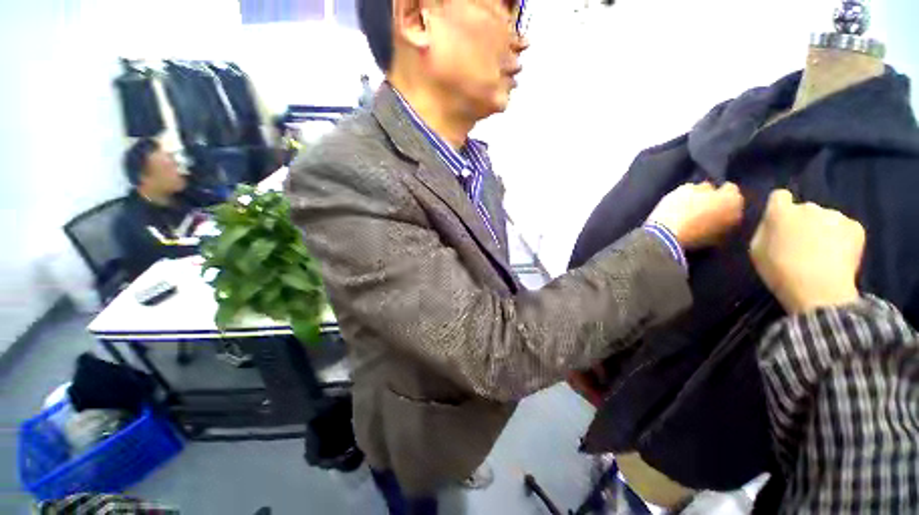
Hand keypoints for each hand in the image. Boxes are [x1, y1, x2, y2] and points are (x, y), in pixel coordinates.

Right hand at [647, 182, 744, 248]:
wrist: (666, 237)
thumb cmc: (678, 208)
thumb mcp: (686, 190)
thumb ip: (701, 188)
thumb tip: (708, 189)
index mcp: (733, 199)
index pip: (730, 188)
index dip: (716, 188)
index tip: (704, 190)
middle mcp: (736, 216)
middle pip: (729, 205)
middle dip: (719, 203)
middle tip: (702, 203)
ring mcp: (726, 232)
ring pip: (722, 219)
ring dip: (713, 216)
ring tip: (696, 215)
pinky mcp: (713, 244)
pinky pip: (713, 231)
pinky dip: (706, 228)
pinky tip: (693, 226)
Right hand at [750, 190, 863, 313]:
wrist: (819, 290)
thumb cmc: (779, 271)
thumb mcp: (757, 250)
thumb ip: (765, 230)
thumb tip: (773, 222)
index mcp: (781, 212)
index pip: (778, 196)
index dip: (779, 207)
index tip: (779, 221)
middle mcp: (809, 206)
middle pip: (805, 209)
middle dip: (803, 221)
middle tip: (801, 244)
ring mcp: (835, 215)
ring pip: (826, 219)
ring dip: (823, 230)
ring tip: (822, 253)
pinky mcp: (855, 227)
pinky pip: (845, 229)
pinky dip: (841, 240)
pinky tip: (837, 257)